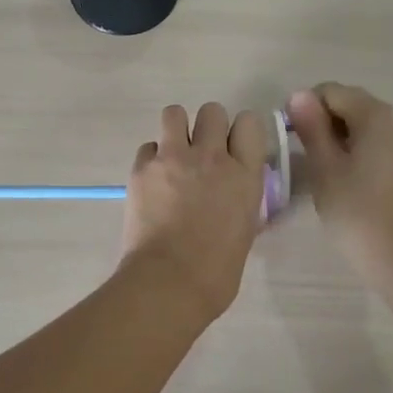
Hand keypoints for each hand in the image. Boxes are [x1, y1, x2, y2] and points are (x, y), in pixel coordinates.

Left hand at [120, 103, 267, 321]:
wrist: (169, 282)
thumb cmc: (216, 271)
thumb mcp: (245, 230)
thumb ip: (242, 200)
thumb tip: (235, 195)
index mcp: (244, 174)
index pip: (249, 122)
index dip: (241, 131)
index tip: (235, 147)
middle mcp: (211, 157)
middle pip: (212, 110)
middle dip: (208, 127)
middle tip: (202, 153)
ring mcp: (174, 158)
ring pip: (174, 113)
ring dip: (176, 129)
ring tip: (174, 154)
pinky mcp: (142, 168)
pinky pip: (148, 146)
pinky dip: (151, 158)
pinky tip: (152, 180)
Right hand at [287, 83, 392, 284]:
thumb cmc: (354, 208)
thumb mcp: (324, 165)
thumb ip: (311, 125)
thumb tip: (298, 94)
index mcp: (375, 115)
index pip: (330, 91)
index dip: (304, 107)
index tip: (289, 137)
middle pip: (348, 102)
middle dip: (320, 119)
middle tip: (301, 152)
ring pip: (359, 122)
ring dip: (334, 134)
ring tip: (318, 164)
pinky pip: (371, 139)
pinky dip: (351, 146)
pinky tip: (339, 173)